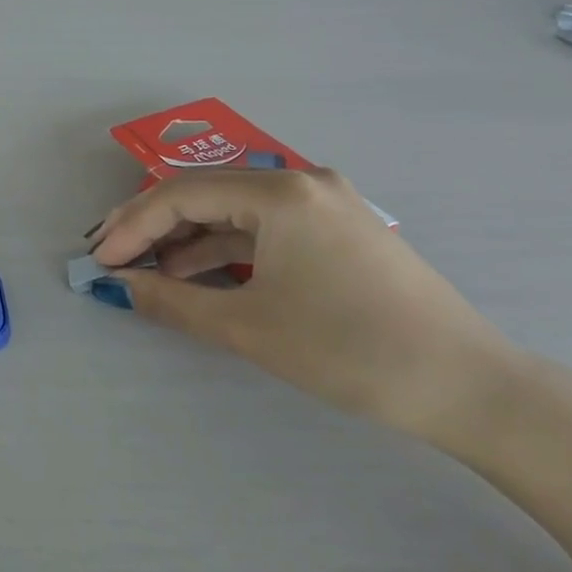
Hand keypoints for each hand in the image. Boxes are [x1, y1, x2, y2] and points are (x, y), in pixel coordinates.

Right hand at [89, 168, 524, 442]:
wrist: (473, 388)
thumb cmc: (351, 351)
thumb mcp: (248, 328)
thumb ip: (171, 301)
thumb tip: (118, 286)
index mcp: (279, 194)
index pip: (180, 195)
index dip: (131, 227)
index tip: (98, 260)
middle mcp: (299, 182)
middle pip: (202, 194)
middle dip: (151, 226)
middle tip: (110, 256)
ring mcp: (322, 203)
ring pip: (231, 211)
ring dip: (184, 239)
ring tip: (145, 269)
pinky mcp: (335, 229)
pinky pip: (261, 228)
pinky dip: (223, 249)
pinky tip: (194, 273)